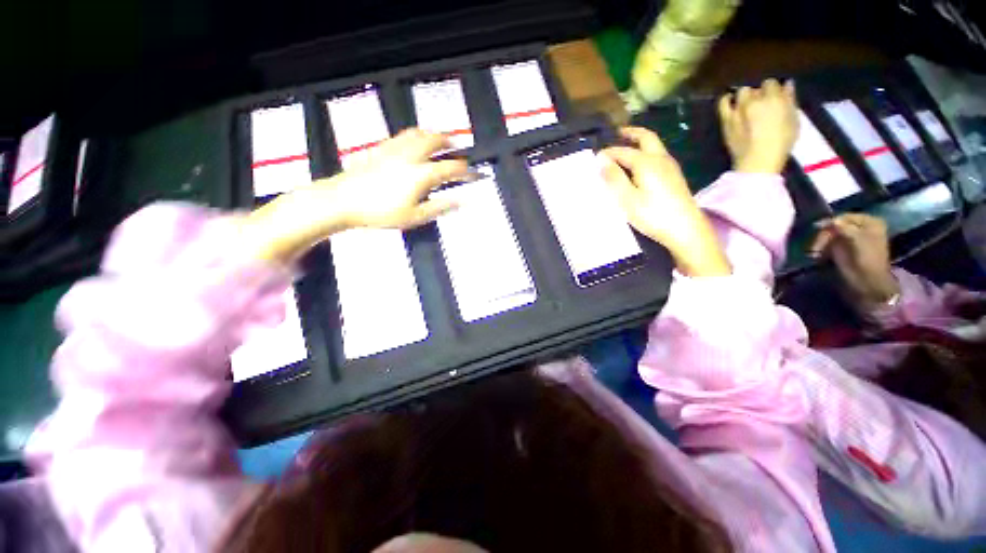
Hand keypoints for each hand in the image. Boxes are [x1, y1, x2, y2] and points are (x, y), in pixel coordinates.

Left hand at [244, 129, 467, 262]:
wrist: (343, 201)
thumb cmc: (381, 212)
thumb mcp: (416, 216)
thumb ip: (441, 207)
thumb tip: (462, 201)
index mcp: (421, 174)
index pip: (451, 168)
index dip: (466, 170)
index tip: (475, 173)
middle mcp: (411, 156)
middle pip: (435, 141)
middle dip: (450, 142)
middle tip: (457, 146)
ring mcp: (394, 150)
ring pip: (419, 133)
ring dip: (433, 134)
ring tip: (439, 139)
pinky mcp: (380, 149)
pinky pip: (402, 135)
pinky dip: (415, 135)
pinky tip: (413, 141)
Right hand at [600, 127, 730, 276]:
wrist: (686, 229)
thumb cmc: (653, 215)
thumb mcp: (627, 199)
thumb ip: (614, 178)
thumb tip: (601, 159)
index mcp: (646, 163)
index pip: (623, 151)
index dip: (608, 152)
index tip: (595, 156)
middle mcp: (660, 159)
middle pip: (646, 138)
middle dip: (631, 133)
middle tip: (618, 132)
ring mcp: (670, 167)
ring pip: (654, 146)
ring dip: (639, 142)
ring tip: (626, 147)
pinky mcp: (674, 176)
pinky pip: (658, 155)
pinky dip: (646, 152)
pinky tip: (640, 164)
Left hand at [719, 79, 798, 174]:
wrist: (757, 160)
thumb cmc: (781, 143)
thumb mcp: (794, 120)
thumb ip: (790, 101)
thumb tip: (788, 85)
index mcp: (774, 98)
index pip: (772, 83)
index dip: (774, 89)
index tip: (775, 96)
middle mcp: (754, 100)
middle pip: (756, 88)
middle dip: (759, 93)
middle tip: (762, 103)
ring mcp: (739, 109)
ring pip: (741, 92)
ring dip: (745, 96)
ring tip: (748, 104)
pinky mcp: (726, 120)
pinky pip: (723, 103)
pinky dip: (726, 100)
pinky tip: (730, 101)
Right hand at [810, 213, 900, 306]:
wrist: (867, 282)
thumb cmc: (866, 260)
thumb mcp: (857, 239)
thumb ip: (844, 227)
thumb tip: (828, 220)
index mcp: (870, 222)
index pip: (844, 217)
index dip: (830, 223)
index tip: (816, 230)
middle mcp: (861, 227)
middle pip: (836, 226)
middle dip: (824, 235)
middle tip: (815, 246)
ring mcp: (851, 239)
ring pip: (830, 235)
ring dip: (821, 243)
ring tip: (815, 253)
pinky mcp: (843, 249)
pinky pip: (828, 243)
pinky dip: (822, 248)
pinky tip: (819, 255)